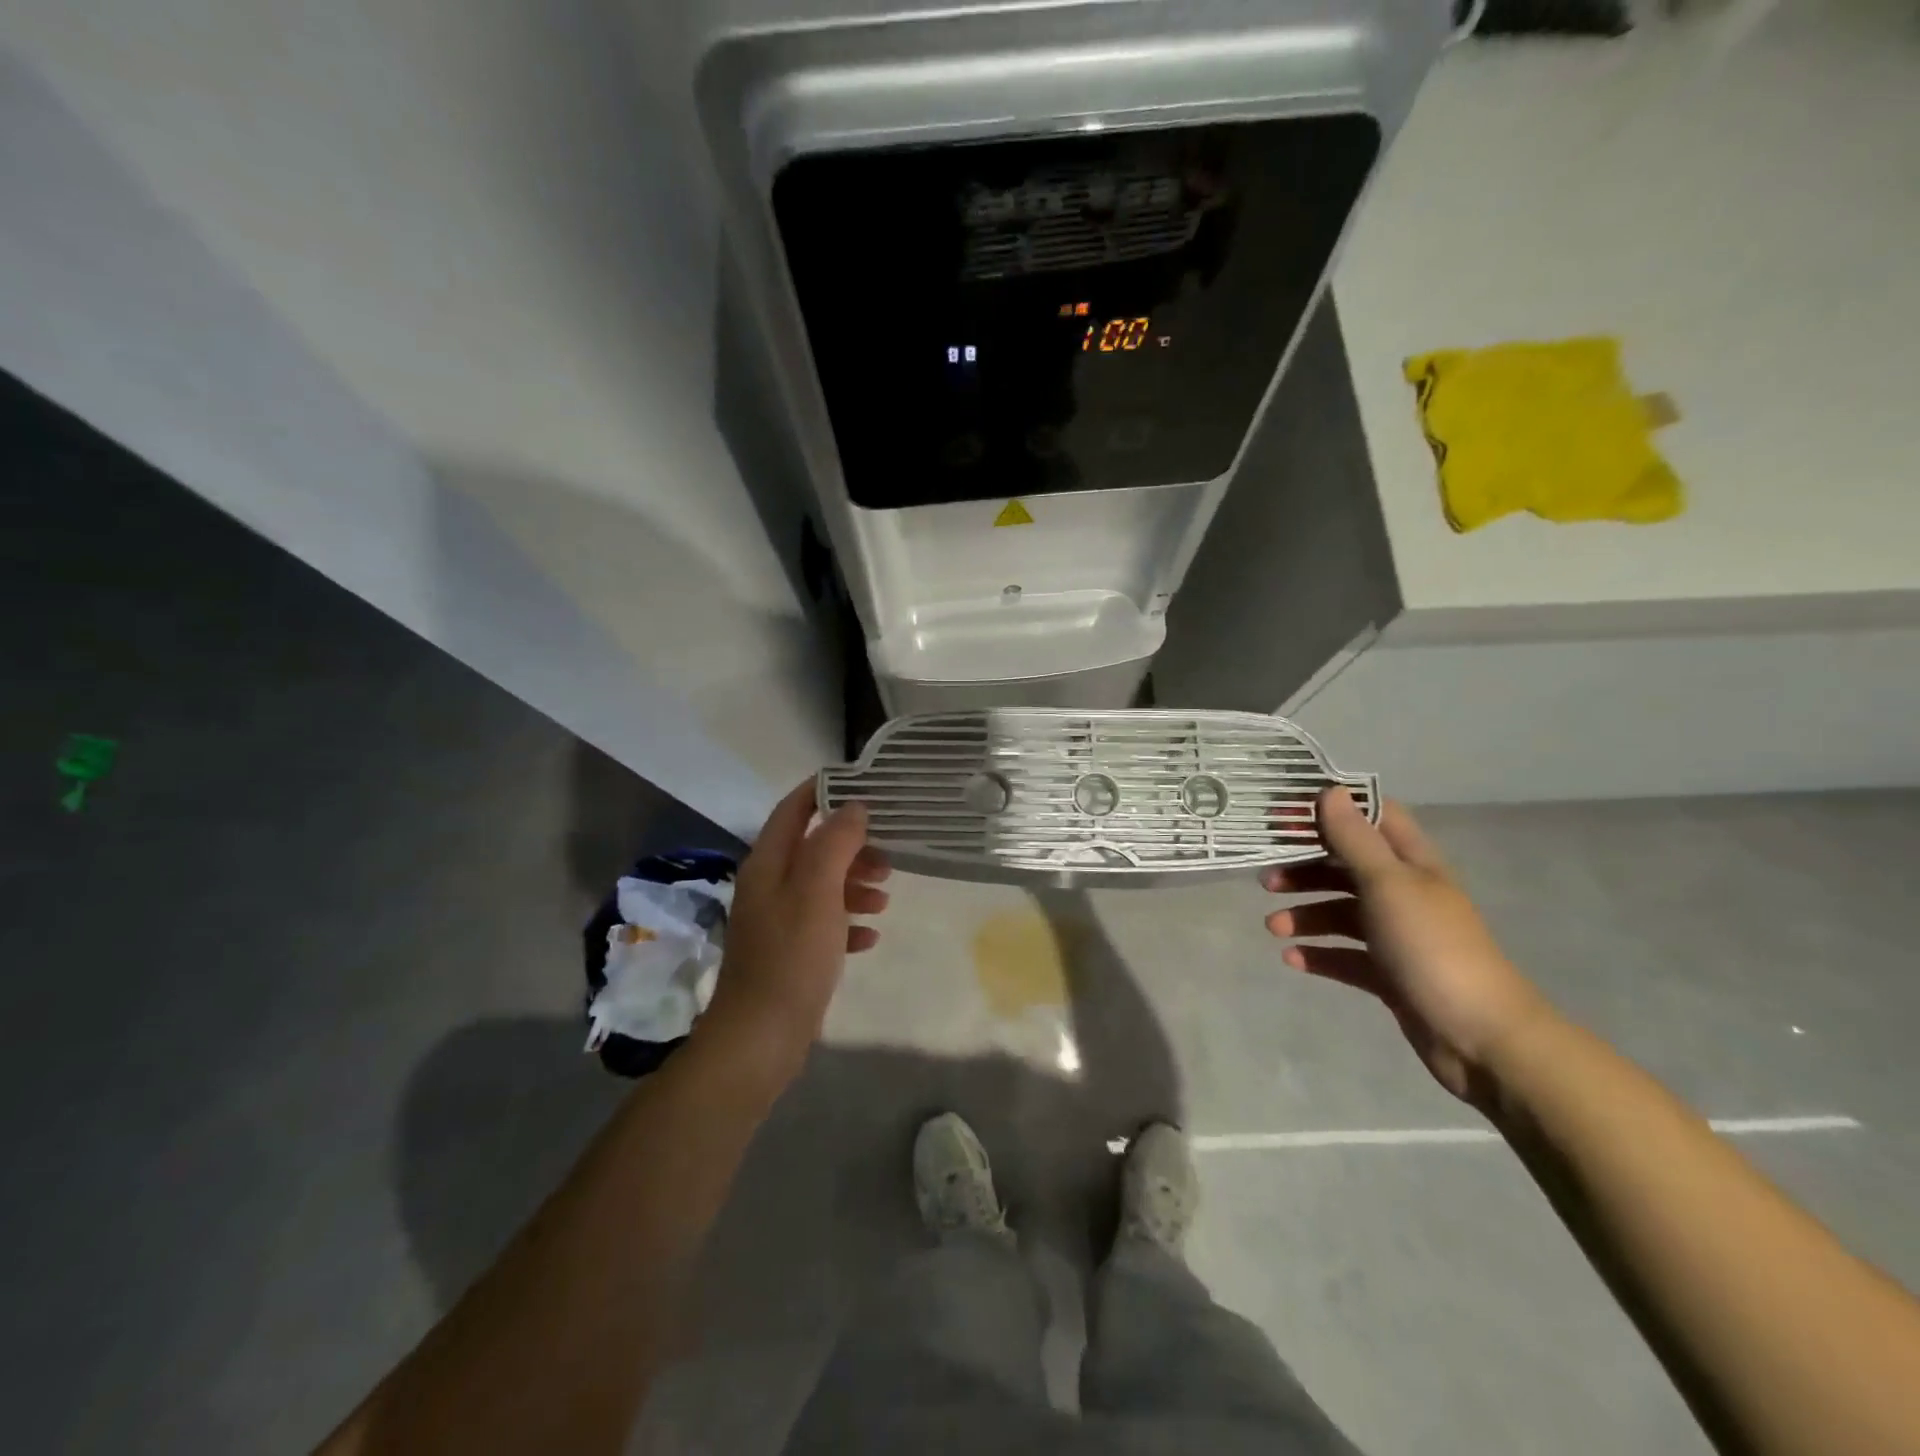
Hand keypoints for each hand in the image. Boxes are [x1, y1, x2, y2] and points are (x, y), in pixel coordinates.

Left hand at [697, 780, 889, 1084]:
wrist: (761, 1037)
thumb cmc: (791, 955)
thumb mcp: (817, 890)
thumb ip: (835, 843)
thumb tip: (853, 807)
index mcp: (768, 864)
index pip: (793, 809)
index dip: (823, 791)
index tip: (863, 785)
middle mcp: (768, 886)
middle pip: (813, 849)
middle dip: (852, 846)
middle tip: (888, 855)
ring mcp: (777, 921)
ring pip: (822, 886)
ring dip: (854, 885)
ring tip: (885, 897)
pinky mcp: (789, 953)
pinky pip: (823, 924)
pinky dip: (847, 923)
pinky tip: (869, 937)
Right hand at [1262, 789, 1548, 1104]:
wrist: (1481, 1038)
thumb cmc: (1432, 947)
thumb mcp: (1388, 884)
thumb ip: (1355, 839)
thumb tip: (1330, 791)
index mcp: (1412, 864)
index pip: (1372, 818)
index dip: (1331, 810)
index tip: (1285, 814)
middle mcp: (1404, 893)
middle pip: (1346, 867)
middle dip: (1305, 869)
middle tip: (1266, 880)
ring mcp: (1397, 936)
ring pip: (1341, 912)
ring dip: (1305, 915)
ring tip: (1273, 928)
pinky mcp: (1389, 974)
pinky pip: (1345, 955)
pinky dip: (1318, 953)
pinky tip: (1292, 959)